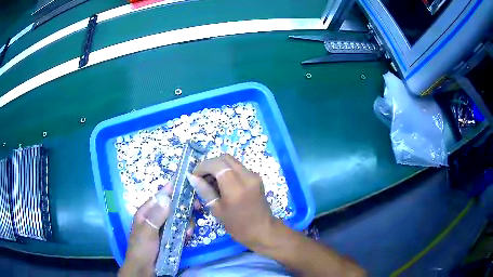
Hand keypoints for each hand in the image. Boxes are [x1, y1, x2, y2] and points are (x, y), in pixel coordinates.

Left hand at [118, 182, 195, 276]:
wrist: (144, 269)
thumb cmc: (141, 249)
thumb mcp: (147, 232)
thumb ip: (156, 216)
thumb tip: (166, 197)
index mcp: (146, 212)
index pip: (160, 196)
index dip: (172, 189)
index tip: (188, 184)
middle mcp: (156, 217)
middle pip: (172, 206)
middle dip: (184, 207)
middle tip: (197, 208)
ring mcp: (164, 228)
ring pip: (179, 218)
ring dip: (186, 222)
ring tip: (189, 231)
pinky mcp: (171, 237)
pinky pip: (181, 229)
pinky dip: (186, 231)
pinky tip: (188, 236)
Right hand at [187, 154, 278, 250]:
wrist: (263, 231)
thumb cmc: (238, 225)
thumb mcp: (217, 210)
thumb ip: (205, 190)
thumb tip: (192, 177)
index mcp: (236, 187)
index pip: (216, 165)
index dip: (202, 167)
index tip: (194, 176)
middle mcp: (247, 176)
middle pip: (224, 158)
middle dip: (210, 165)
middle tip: (201, 178)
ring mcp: (253, 176)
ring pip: (232, 162)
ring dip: (218, 167)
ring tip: (210, 182)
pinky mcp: (256, 178)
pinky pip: (238, 168)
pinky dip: (227, 171)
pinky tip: (221, 184)